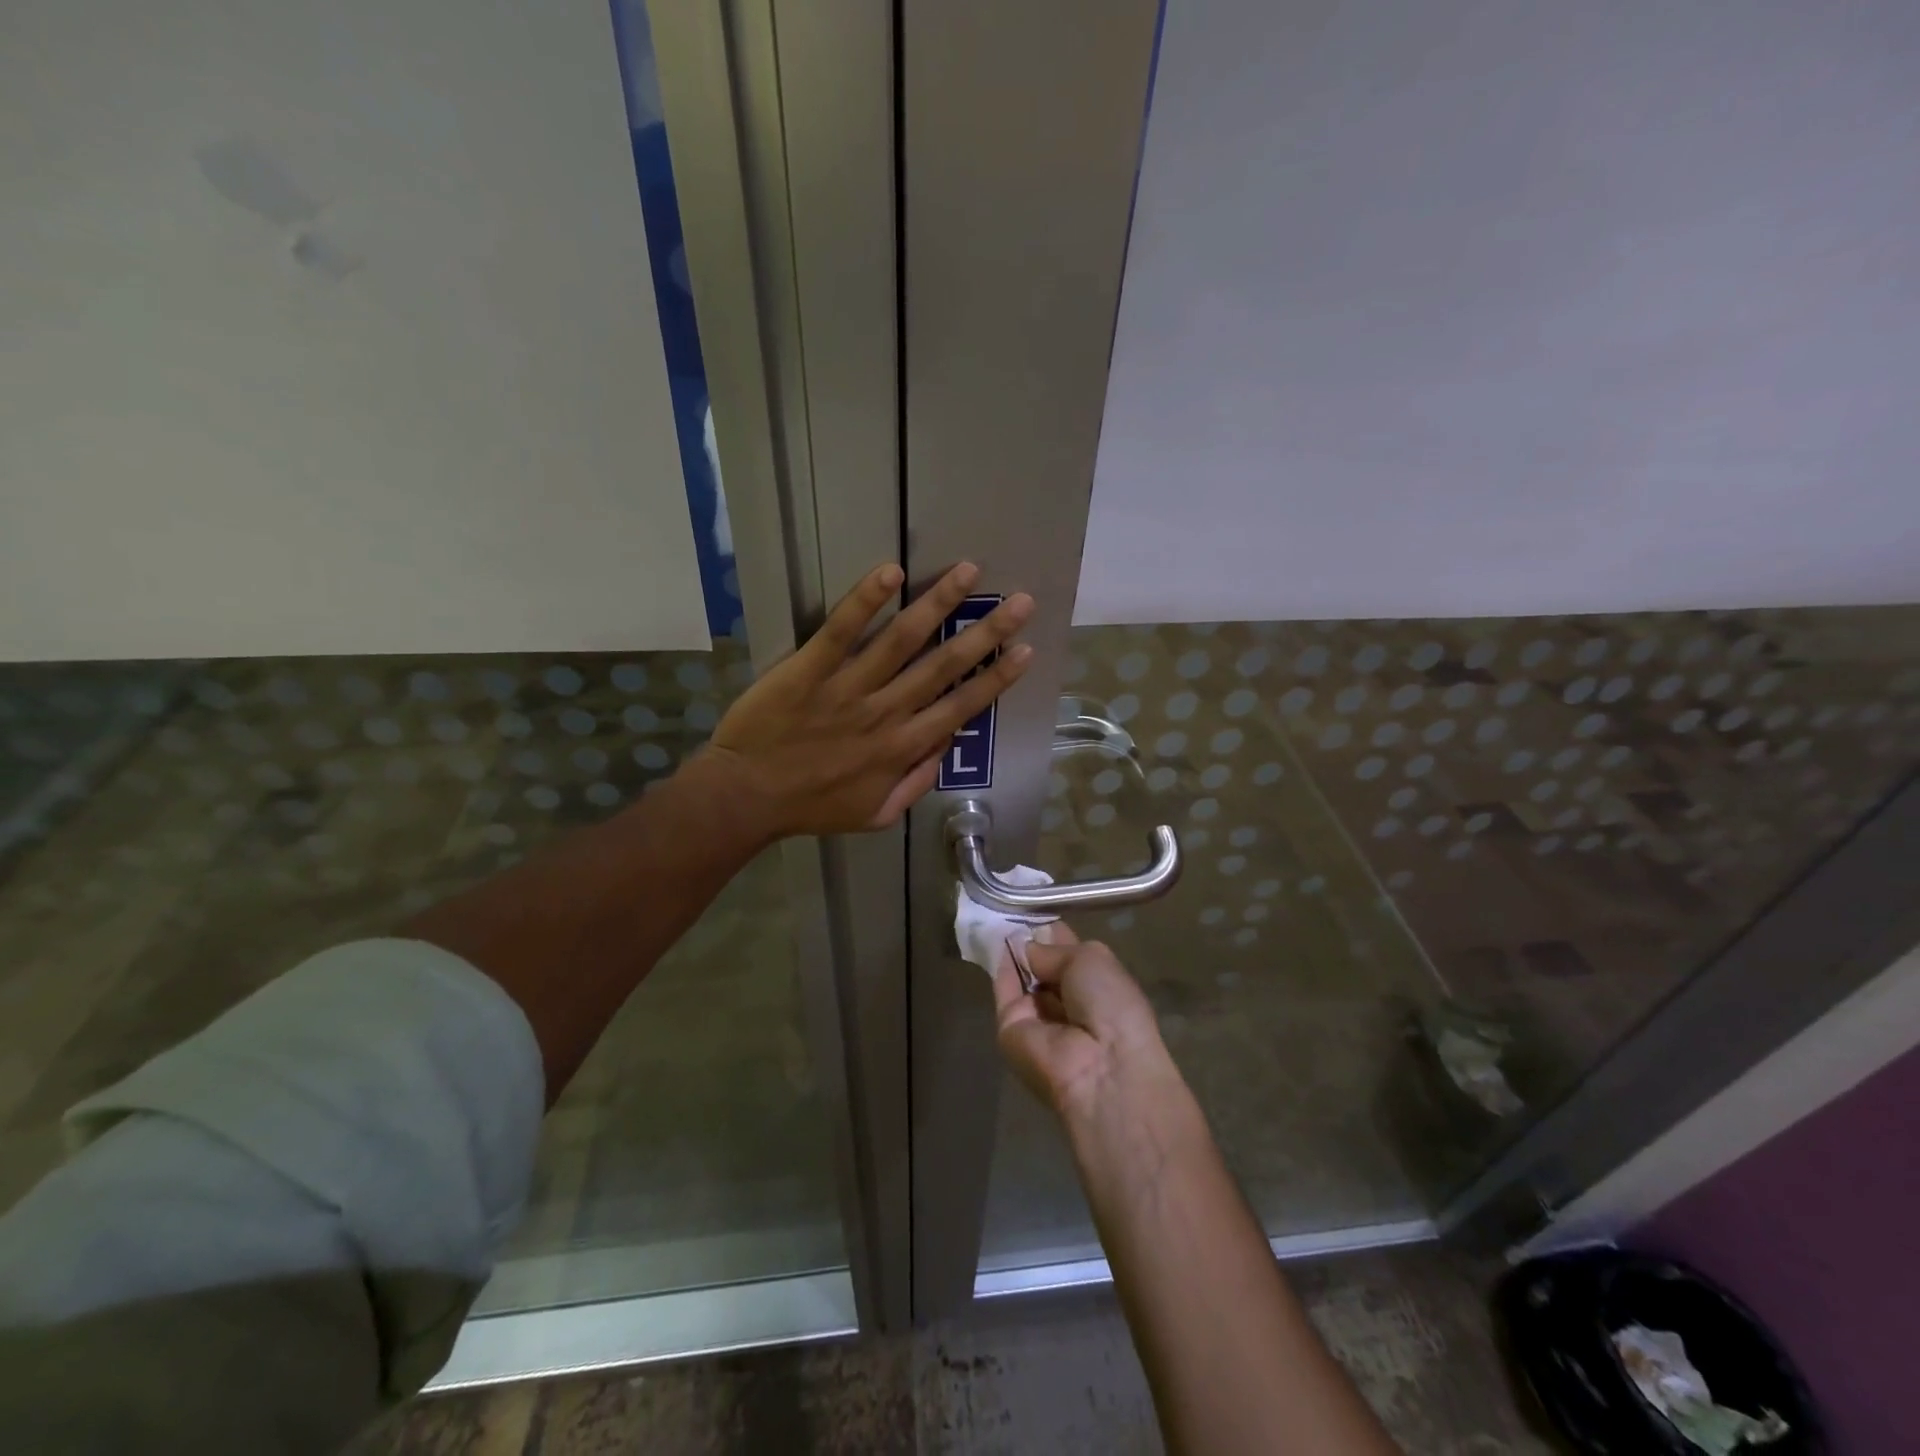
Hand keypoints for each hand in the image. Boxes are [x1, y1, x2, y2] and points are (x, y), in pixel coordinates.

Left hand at [706, 562, 1032, 837]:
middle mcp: (886, 712)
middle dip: (987, 632)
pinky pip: (841, 630)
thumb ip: (915, 781)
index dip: (997, 678)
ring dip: (939, 603)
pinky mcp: (810, 669)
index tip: (1026, 651)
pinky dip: (866, 600)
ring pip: (902, 640)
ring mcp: (848, 687)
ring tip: (968, 572)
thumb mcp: (876, 814)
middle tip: (1020, 602)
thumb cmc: (811, 807)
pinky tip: (891, 572)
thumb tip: (945, 743)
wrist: (745, 797)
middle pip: (944, 666)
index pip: (962, 706)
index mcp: (903, 747)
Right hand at [993, 924, 1177, 1125]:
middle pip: (1043, 966)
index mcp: (1097, 986)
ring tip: (996, 916)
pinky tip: (992, 939)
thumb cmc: (1111, 1005)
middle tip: (1010, 908)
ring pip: (1021, 978)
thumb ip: (1052, 949)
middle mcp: (1067, 1001)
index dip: (1052, 932)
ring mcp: (1038, 1017)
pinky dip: (999, 966)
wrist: (1099, 1067)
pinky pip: (1004, 991)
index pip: (1068, 953)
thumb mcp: (1090, 958)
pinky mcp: (1010, 1029)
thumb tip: (1026, 946)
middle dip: (1030, 941)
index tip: (1033, 908)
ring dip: (1012, 951)